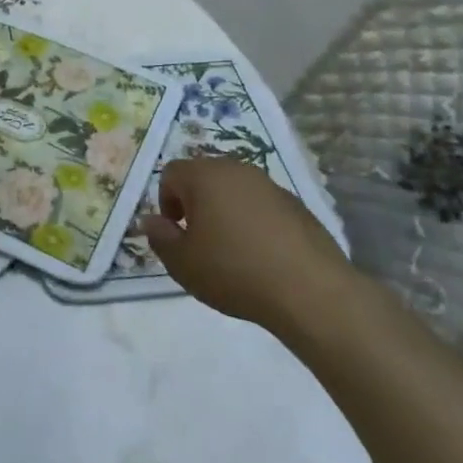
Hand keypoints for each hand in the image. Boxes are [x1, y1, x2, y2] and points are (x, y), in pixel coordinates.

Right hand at [139, 157, 350, 331]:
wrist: (311, 292)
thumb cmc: (234, 271)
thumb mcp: (181, 262)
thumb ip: (159, 236)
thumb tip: (151, 220)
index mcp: (205, 176)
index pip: (171, 173)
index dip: (165, 201)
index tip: (176, 232)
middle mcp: (237, 170)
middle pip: (204, 176)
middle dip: (195, 203)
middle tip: (199, 240)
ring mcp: (271, 186)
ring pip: (235, 190)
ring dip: (225, 211)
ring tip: (232, 250)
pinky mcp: (298, 205)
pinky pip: (262, 206)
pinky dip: (254, 222)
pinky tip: (262, 256)